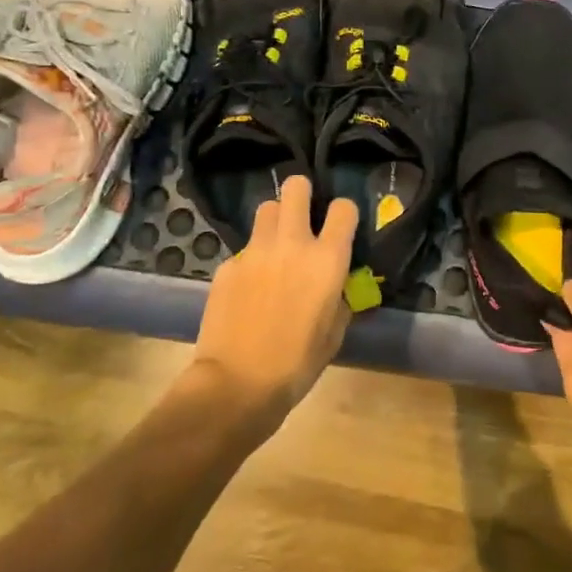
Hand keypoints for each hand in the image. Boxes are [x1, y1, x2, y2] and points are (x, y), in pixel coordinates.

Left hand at [189, 176, 358, 422]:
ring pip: (266, 209)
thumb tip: (336, 286)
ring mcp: (255, 251)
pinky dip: (250, 260)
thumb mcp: (334, 333)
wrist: (236, 384)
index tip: (340, 227)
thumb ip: (340, 298)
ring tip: (275, 245)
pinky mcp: (227, 265)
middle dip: (302, 193)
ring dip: (275, 220)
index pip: (344, 208)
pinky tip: (248, 287)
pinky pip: (243, 249)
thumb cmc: (297, 364)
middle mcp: (292, 244)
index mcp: (327, 259)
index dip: (344, 213)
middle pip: (296, 187)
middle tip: (303, 215)